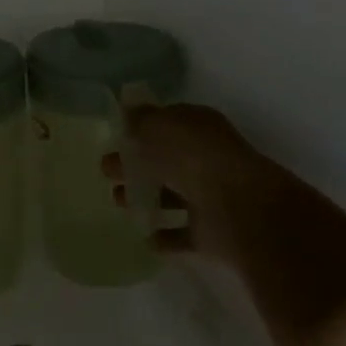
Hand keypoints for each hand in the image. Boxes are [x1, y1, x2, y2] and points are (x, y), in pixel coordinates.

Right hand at [104, 103, 345, 345]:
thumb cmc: (193, 159)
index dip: (142, 129)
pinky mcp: (213, 233)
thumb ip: (140, 119)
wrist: (239, 210)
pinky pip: (183, 233)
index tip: (117, 138)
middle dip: (137, 165)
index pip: (168, 123)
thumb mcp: (158, 127)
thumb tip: (128, 109)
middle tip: (107, 172)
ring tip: (119, 203)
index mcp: (199, 128)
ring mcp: (213, 197)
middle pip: (167, 160)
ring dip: (147, 198)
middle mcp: (208, 159)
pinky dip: (166, 235)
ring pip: (174, 195)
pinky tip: (145, 237)